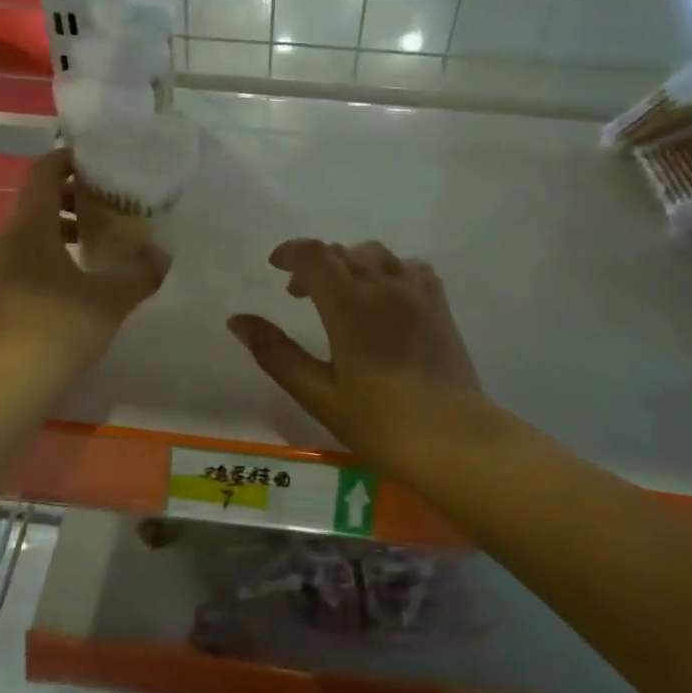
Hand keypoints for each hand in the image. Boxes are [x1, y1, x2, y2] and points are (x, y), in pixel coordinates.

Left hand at [0, 148, 168, 392]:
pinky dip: (54, 256)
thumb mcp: (109, 300)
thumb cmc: (56, 331)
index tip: (101, 161)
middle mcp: (8, 241)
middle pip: (38, 201)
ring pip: (33, 234)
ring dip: (64, 229)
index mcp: (30, 227)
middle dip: (74, 196)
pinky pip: (28, 261)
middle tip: (111, 202)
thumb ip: (139, 274)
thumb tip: (161, 256)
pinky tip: (80, 281)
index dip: (70, 159)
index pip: (44, 172)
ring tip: (100, 240)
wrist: (0, 391)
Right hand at [228, 239, 484, 459]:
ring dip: (350, 264)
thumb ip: (276, 353)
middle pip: (343, 252)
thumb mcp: (318, 393)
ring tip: (341, 295)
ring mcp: (417, 292)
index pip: (315, 255)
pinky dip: (386, 271)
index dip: (291, 252)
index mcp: (350, 305)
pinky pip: (408, 268)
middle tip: (300, 295)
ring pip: (376, 255)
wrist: (454, 440)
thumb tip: (238, 320)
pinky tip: (383, 298)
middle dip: (316, 264)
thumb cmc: (380, 422)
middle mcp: (384, 286)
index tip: (275, 266)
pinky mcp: (439, 304)